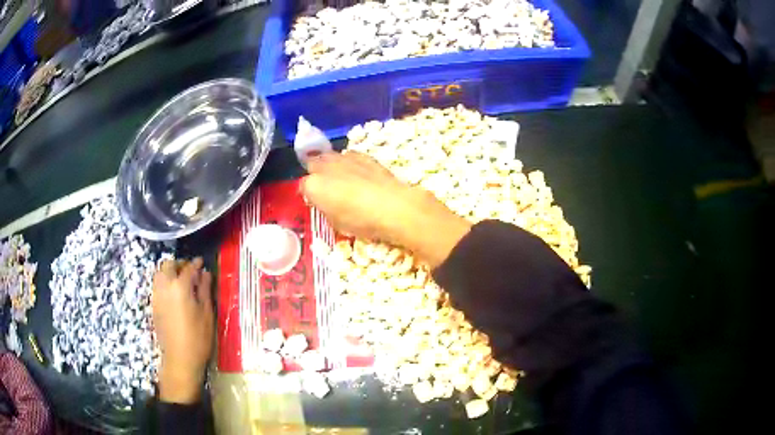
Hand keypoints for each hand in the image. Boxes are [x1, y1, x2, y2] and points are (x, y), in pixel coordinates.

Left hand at [152, 258, 213, 403]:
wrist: (180, 359)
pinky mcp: (154, 305)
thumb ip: (205, 290)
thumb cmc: (198, 337)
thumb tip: (205, 273)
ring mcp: (157, 296)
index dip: (196, 264)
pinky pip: (157, 285)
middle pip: (168, 265)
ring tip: (181, 281)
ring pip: (159, 273)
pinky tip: (174, 293)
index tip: (202, 263)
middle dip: (179, 264)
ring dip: (170, 272)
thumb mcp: (206, 313)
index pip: (188, 268)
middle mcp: (165, 286)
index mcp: (180, 287)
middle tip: (190, 271)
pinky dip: (165, 282)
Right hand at [301, 152, 470, 267]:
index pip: (303, 186)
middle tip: (325, 187)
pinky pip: (348, 156)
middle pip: (312, 165)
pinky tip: (356, 174)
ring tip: (340, 179)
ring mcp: (343, 158)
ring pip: (329, 157)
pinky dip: (348, 163)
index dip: (309, 195)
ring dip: (331, 166)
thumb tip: (326, 204)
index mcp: (313, 186)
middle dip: (316, 174)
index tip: (316, 202)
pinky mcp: (362, 155)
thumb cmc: (362, 221)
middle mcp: (324, 167)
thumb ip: (326, 209)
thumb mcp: (337, 223)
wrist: (393, 206)